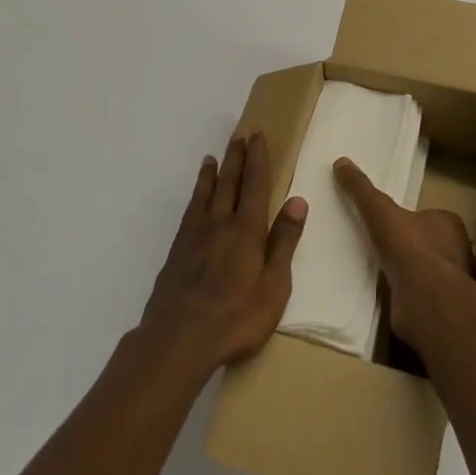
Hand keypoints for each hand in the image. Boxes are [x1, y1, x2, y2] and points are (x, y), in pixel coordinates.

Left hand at [139, 133, 306, 376]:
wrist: (179, 338)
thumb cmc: (236, 317)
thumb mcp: (274, 285)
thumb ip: (284, 242)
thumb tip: (298, 200)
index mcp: (247, 230)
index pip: (255, 184)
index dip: (257, 158)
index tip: (257, 135)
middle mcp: (220, 223)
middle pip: (229, 182)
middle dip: (236, 158)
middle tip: (239, 135)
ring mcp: (195, 236)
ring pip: (205, 194)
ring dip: (213, 173)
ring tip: (214, 157)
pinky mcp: (177, 251)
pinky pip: (189, 211)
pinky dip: (195, 196)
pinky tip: (196, 198)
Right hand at [333, 158, 474, 342]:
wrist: (424, 299)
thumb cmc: (408, 246)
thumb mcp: (379, 210)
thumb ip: (362, 189)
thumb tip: (341, 162)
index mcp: (449, 223)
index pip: (432, 216)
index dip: (413, 219)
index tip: (392, 223)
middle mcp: (457, 251)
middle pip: (431, 243)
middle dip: (411, 246)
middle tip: (383, 246)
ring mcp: (451, 282)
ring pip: (427, 271)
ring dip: (408, 271)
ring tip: (380, 269)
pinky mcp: (440, 307)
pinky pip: (420, 295)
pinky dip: (406, 294)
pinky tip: (386, 293)